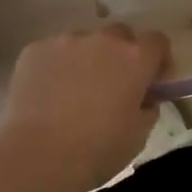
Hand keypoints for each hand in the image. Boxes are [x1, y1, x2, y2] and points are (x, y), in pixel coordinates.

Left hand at [0, 25, 171, 191]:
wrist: (37, 156)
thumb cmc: (97, 150)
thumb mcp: (138, 135)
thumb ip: (147, 107)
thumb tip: (143, 98)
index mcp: (134, 58)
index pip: (157, 41)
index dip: (158, 60)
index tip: (152, 82)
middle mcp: (102, 40)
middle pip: (120, 36)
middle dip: (122, 55)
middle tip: (113, 86)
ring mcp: (65, 41)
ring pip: (84, 43)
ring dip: (87, 60)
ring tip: (74, 92)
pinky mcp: (34, 50)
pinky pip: (54, 52)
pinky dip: (57, 67)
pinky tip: (48, 95)